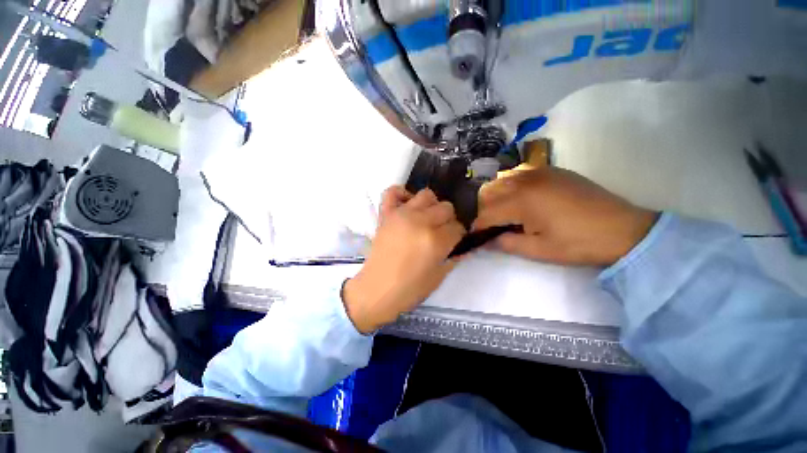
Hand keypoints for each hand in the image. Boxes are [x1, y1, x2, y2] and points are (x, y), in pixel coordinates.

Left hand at [343, 187, 465, 332]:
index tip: (454, 241)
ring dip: (431, 206)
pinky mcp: (386, 214)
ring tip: (426, 220)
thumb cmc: (410, 289)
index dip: (459, 234)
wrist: (377, 290)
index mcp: (436, 240)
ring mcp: (401, 215)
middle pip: (446, 207)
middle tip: (441, 232)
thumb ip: (455, 257)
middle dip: (448, 220)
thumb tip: (466, 245)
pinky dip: (402, 194)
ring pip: (426, 195)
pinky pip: (393, 192)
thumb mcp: (439, 276)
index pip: (458, 226)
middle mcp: (420, 222)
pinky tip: (407, 206)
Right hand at [473, 168, 657, 265]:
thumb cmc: (578, 243)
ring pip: (502, 181)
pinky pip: (519, 174)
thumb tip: (486, 241)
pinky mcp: (551, 170)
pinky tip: (524, 200)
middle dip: (484, 211)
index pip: (486, 214)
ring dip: (497, 198)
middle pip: (488, 193)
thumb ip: (506, 244)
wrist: (624, 229)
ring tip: (507, 215)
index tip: (476, 239)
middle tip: (494, 228)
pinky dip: (512, 187)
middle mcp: (525, 181)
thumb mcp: (539, 250)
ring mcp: (539, 172)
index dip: (478, 228)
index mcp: (521, 201)